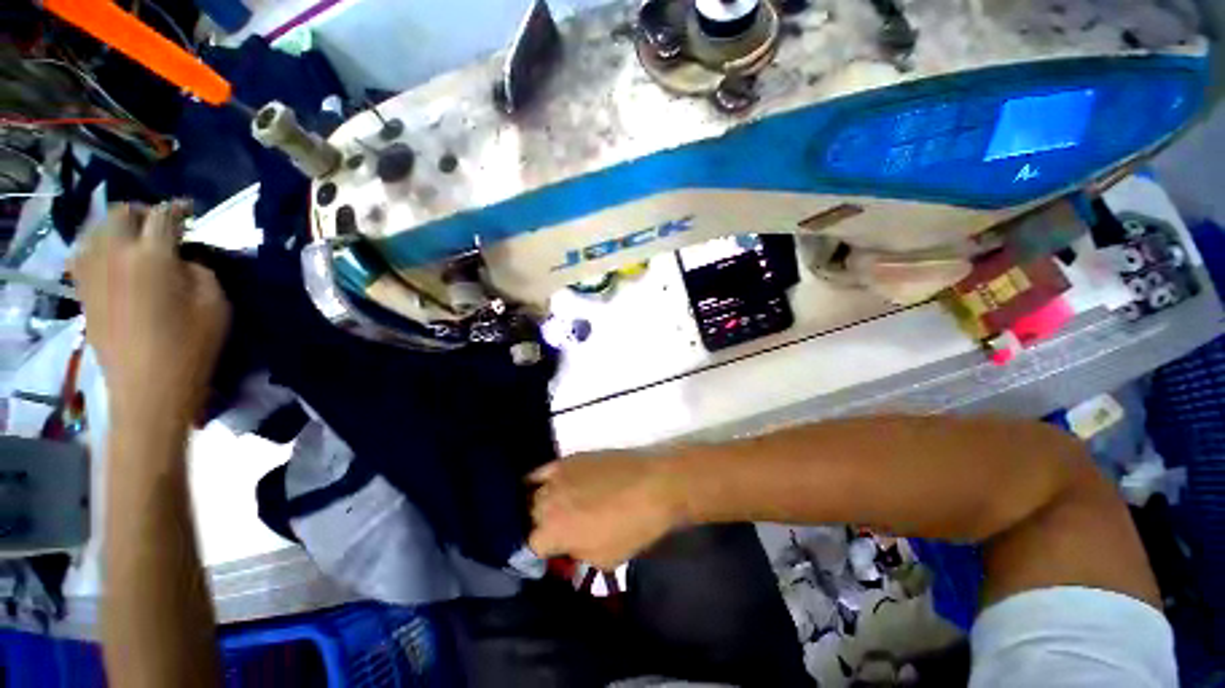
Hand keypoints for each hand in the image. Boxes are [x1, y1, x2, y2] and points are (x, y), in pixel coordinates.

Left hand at [71, 202, 230, 423]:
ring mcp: (93, 273)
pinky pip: (84, 253)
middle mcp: (114, 254)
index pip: (163, 216)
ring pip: (96, 230)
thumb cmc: (191, 345)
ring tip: (134, 238)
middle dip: (141, 212)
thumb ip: (200, 270)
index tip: (191, 210)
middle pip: (120, 214)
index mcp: (151, 256)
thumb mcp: (215, 303)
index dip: (179, 209)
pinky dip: (98, 245)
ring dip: (116, 226)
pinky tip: (112, 257)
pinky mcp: (84, 291)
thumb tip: (183, 259)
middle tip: (161, 224)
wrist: (149, 387)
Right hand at [529, 451, 686, 569]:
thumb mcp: (603, 559)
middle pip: (526, 517)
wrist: (654, 485)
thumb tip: (566, 547)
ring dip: (535, 505)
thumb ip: (575, 555)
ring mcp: (556, 475)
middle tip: (553, 532)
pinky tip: (548, 487)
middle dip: (536, 528)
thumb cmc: (633, 527)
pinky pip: (542, 471)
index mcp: (553, 531)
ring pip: (530, 493)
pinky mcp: (568, 458)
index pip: (528, 547)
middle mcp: (546, 501)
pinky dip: (539, 481)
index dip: (537, 555)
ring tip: (550, 510)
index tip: (548, 555)